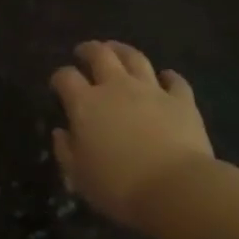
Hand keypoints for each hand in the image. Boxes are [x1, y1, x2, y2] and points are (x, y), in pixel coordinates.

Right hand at [50, 40, 216, 226]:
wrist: (175, 188)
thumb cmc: (119, 187)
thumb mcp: (79, 177)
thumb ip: (65, 151)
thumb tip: (60, 132)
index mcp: (86, 104)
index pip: (66, 78)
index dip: (59, 78)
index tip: (57, 84)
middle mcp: (117, 87)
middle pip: (100, 55)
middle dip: (89, 50)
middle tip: (84, 51)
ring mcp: (152, 89)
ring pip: (135, 58)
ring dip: (123, 51)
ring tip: (117, 50)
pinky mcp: (181, 100)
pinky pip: (175, 80)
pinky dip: (168, 76)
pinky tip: (166, 77)